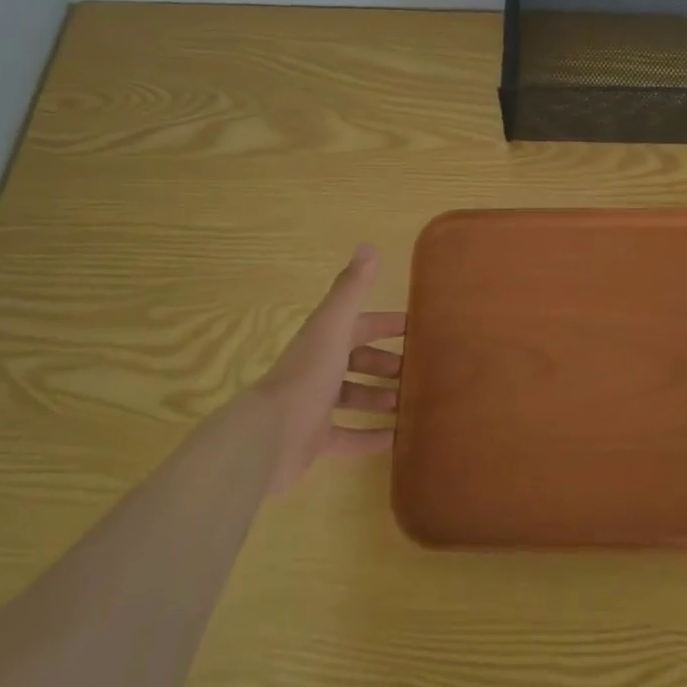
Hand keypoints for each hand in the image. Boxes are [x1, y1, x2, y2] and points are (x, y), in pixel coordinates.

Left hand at [251, 245, 403, 497]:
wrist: (269, 436)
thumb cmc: (307, 375)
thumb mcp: (334, 327)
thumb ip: (351, 289)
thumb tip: (368, 246)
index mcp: (324, 341)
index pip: (359, 325)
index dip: (385, 325)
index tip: (416, 328)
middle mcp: (319, 370)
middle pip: (357, 362)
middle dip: (385, 364)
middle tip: (417, 372)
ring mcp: (316, 407)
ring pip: (354, 398)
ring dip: (381, 398)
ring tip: (412, 404)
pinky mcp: (316, 441)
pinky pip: (350, 438)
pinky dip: (373, 437)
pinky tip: (398, 440)